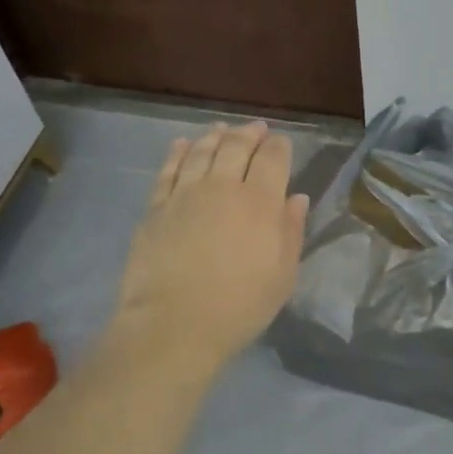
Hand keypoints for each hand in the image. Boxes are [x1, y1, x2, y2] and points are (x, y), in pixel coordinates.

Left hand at [105, 121, 309, 382]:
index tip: (281, 142)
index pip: (272, 158)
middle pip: (236, 147)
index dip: (278, 146)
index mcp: (260, 202)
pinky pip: (169, 170)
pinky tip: (183, 145)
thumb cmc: (239, 306)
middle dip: (248, 134)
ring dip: (215, 136)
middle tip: (255, 128)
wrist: (174, 325)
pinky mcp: (156, 207)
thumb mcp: (282, 275)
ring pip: (202, 152)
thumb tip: (296, 197)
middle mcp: (223, 187)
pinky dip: (178, 153)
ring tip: (222, 129)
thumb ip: (291, 231)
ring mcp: (186, 194)